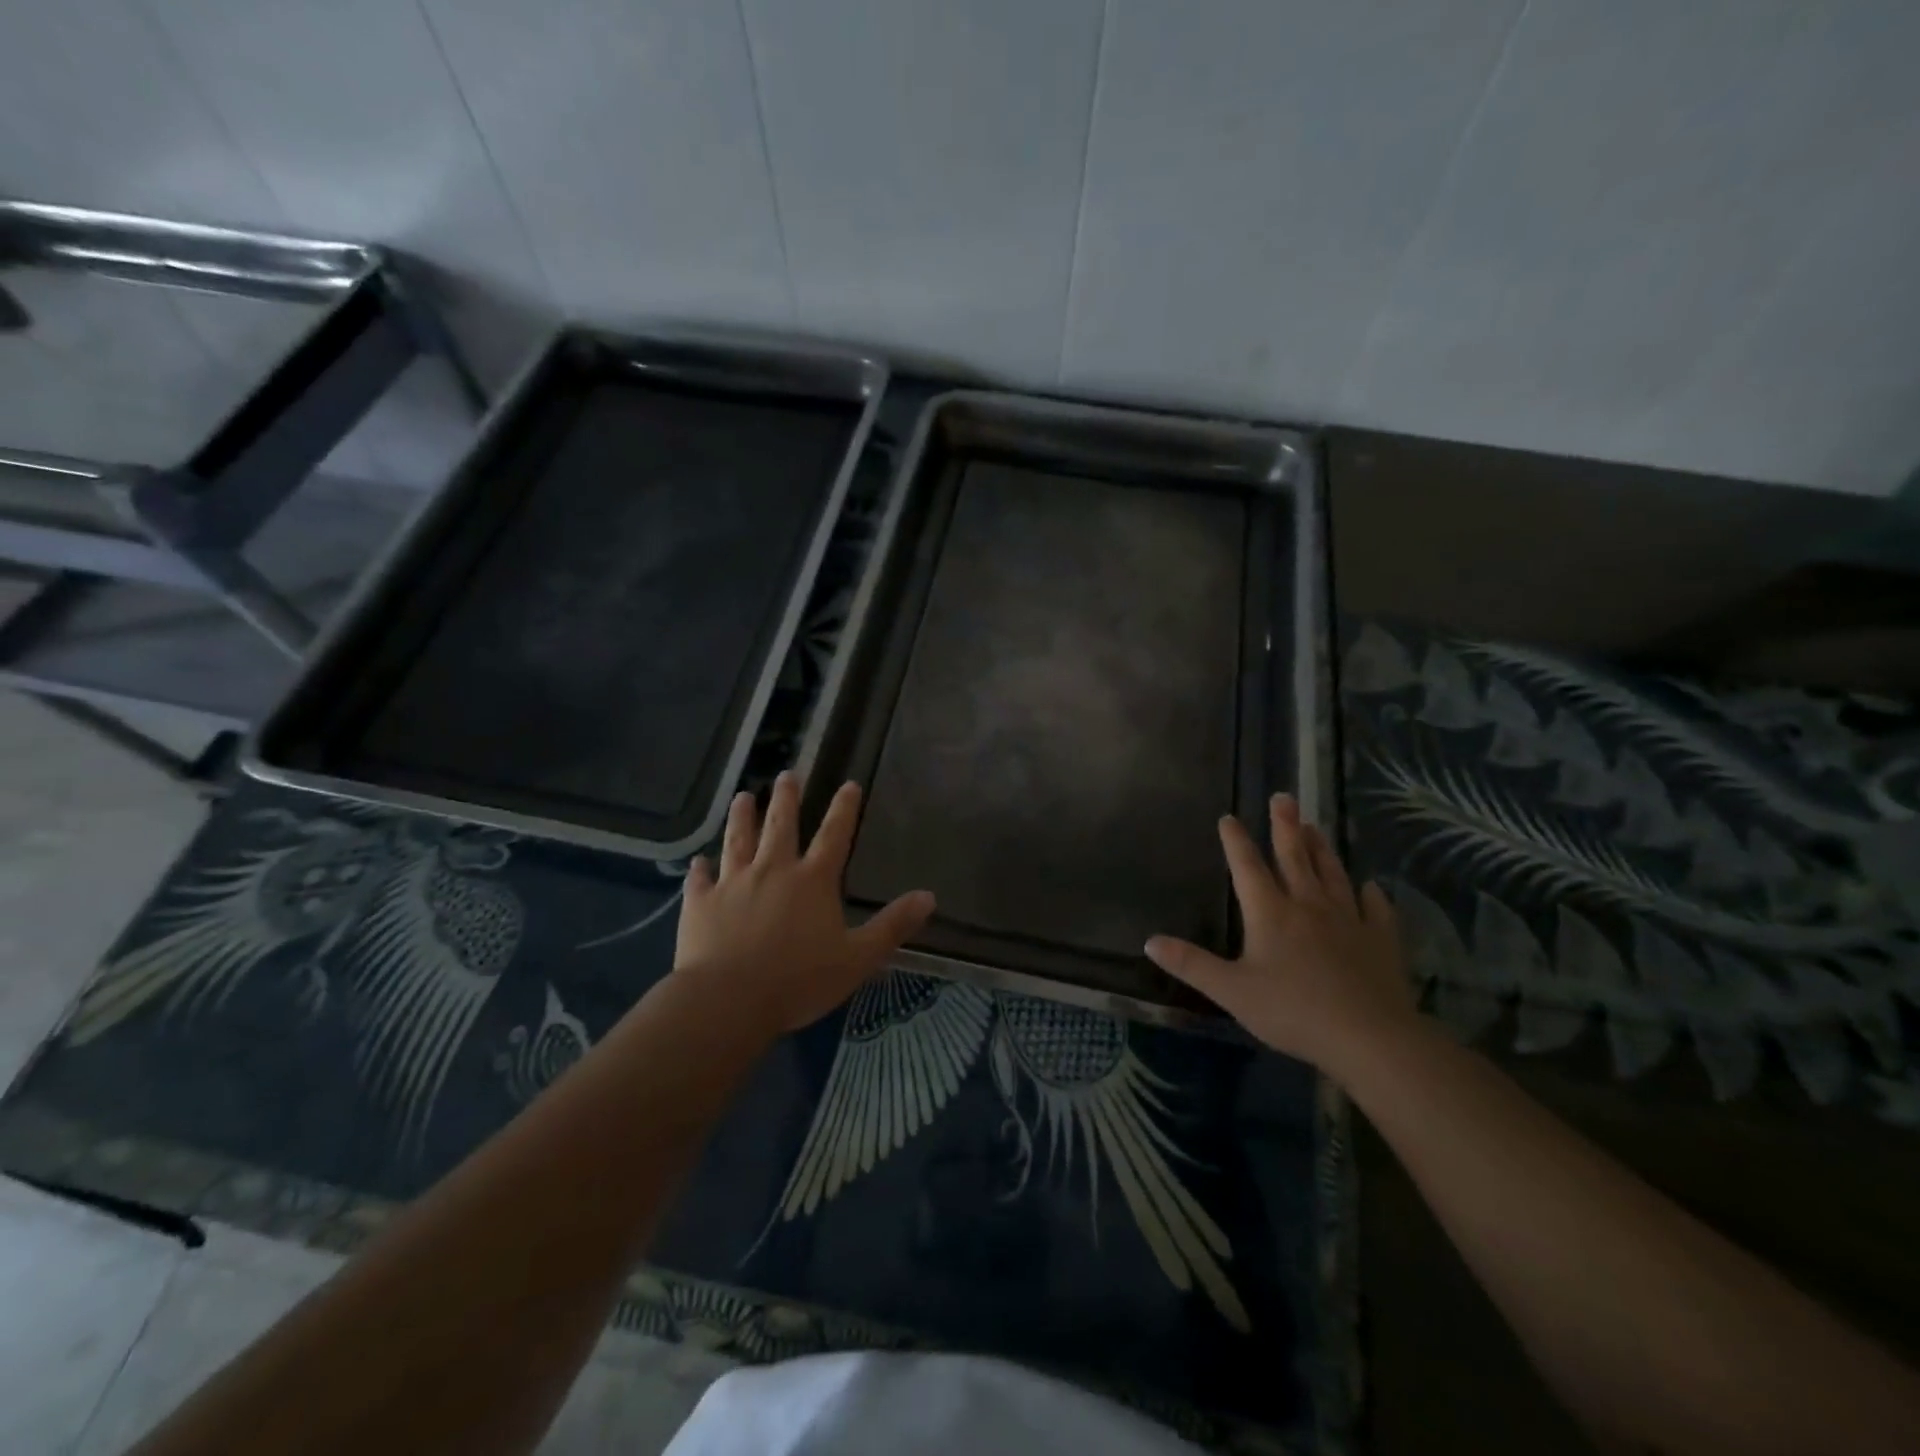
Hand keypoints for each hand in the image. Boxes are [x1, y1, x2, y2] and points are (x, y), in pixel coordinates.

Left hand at [673, 772, 934, 1039]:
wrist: (728, 1000)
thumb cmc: (799, 980)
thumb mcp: (858, 958)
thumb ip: (892, 926)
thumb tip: (929, 896)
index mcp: (813, 881)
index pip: (834, 835)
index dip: (844, 809)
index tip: (848, 784)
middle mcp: (773, 870)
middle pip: (780, 825)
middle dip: (785, 798)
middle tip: (786, 774)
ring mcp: (733, 883)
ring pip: (738, 840)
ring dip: (742, 817)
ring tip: (743, 797)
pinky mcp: (701, 903)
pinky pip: (701, 879)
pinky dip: (700, 868)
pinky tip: (698, 860)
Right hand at [1145, 793, 1415, 1072]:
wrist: (1369, 1037)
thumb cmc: (1292, 1011)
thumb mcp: (1231, 991)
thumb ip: (1192, 964)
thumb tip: (1149, 941)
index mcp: (1270, 913)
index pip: (1248, 867)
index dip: (1236, 841)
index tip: (1229, 817)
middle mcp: (1308, 906)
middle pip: (1295, 857)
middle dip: (1285, 826)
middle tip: (1284, 796)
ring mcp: (1348, 921)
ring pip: (1333, 875)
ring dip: (1322, 849)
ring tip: (1315, 826)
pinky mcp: (1380, 941)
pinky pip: (1375, 910)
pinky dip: (1371, 895)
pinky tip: (1370, 886)